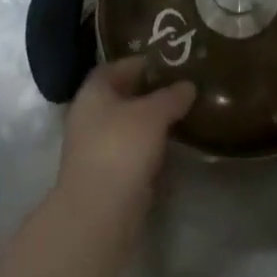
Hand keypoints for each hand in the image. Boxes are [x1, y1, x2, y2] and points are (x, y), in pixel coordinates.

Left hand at [56, 59, 195, 220]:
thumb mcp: (153, 114)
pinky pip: (129, 153)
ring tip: (181, 116)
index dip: (139, 62)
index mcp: (93, 92)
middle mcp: (89, 116)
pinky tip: (170, 148)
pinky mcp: (105, 177)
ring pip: (126, 126)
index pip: (114, 66)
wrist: (99, 214)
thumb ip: (171, 96)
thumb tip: (188, 86)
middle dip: (148, 93)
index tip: (167, 64)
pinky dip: (147, 149)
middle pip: (120, 97)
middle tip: (180, 89)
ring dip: (149, 123)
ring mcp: (95, 149)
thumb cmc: (121, 148)